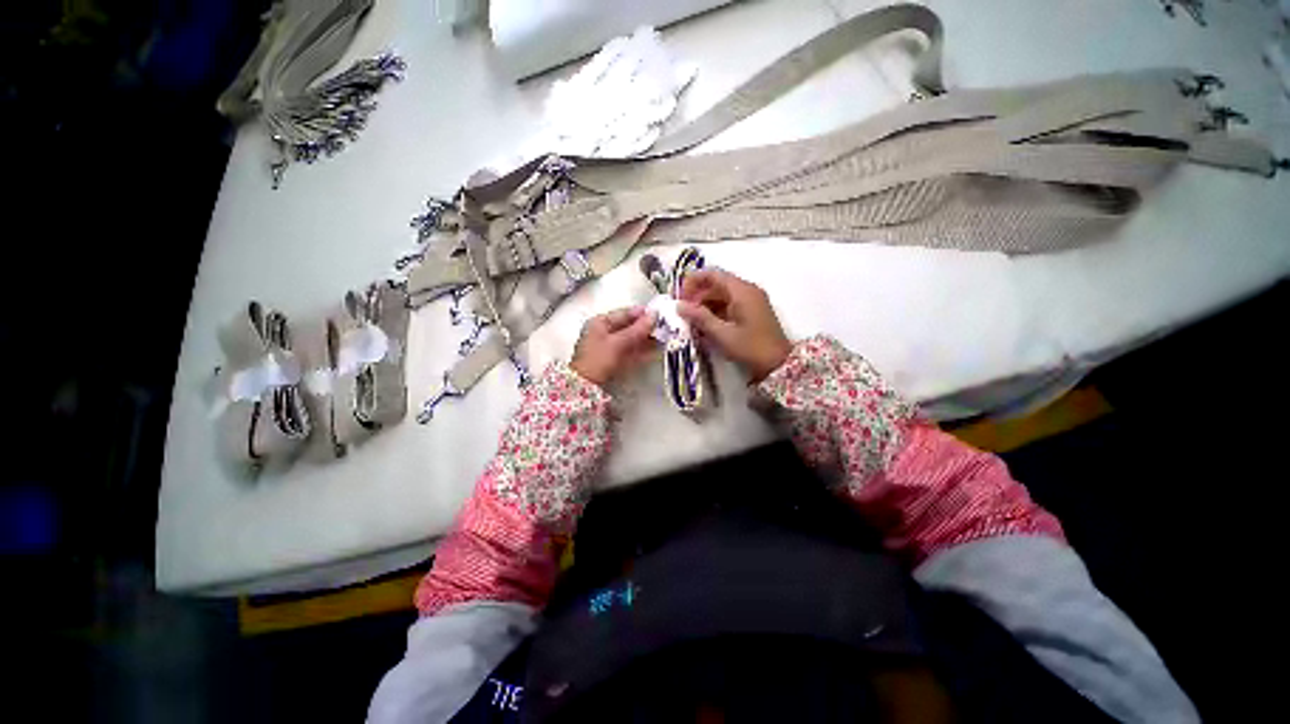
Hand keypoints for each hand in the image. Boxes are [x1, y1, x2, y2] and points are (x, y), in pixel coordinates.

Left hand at [570, 307, 657, 386]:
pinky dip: (642, 350)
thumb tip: (654, 315)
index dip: (640, 313)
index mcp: (599, 323)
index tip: (658, 313)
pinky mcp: (615, 361)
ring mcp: (609, 348)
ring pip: (631, 340)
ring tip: (663, 337)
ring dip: (646, 339)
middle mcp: (603, 333)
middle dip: (645, 327)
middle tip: (664, 326)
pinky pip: (631, 351)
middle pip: (628, 327)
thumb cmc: (598, 359)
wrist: (586, 386)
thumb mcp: (618, 342)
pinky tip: (655, 349)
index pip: (623, 313)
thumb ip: (637, 329)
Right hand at [677, 269, 791, 382]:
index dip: (693, 281)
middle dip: (697, 296)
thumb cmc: (750, 348)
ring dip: (705, 306)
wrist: (779, 365)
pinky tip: (705, 327)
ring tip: (692, 322)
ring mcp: (751, 301)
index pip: (713, 274)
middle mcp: (747, 290)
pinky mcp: (752, 312)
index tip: (680, 297)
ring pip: (722, 296)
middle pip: (717, 284)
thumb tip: (679, 306)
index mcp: (742, 291)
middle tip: (683, 313)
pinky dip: (715, 312)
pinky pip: (729, 305)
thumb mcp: (722, 334)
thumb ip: (700, 318)